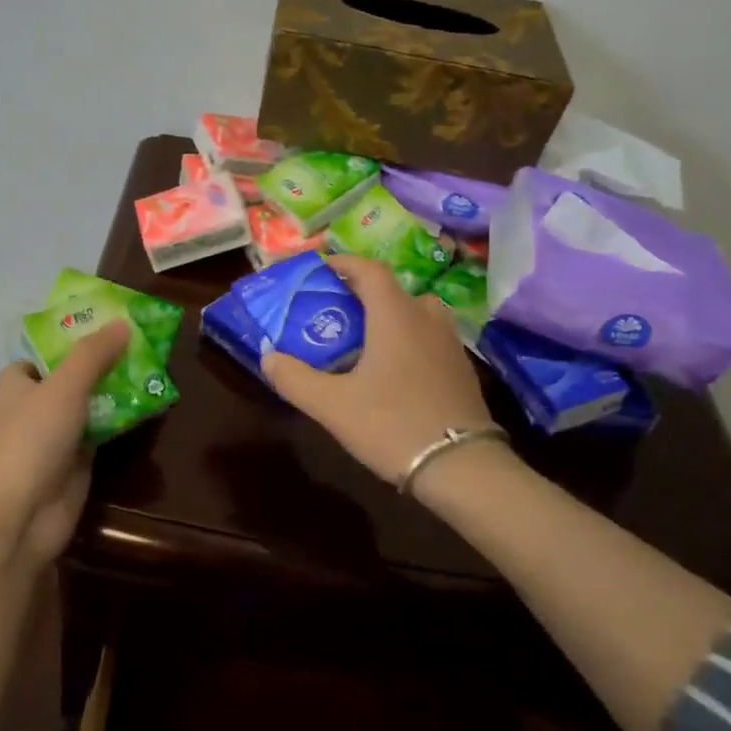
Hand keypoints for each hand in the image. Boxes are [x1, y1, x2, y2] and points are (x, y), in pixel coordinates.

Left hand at [0, 320, 130, 564]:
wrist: (19, 515)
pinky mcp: (76, 461)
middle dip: (105, 362)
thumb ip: (93, 355)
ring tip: (154, 367)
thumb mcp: (64, 386)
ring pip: (91, 404)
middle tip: (144, 343)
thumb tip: (123, 323)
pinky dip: (122, 420)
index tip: (110, 323)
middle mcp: (36, 405)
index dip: (74, 337)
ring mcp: (56, 435)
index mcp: (20, 382)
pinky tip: (150, 404)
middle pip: (74, 376)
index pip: (46, 352)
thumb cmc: (31, 439)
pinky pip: (103, 431)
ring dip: (117, 391)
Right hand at [261, 255, 497, 485]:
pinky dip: (407, 340)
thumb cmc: (392, 425)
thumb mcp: (332, 406)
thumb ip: (295, 378)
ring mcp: (449, 343)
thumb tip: (268, 358)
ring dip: (388, 317)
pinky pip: (429, 338)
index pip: (369, 269)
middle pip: (393, 290)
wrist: (462, 467)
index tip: (320, 270)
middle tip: (335, 312)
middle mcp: (426, 318)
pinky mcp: (461, 369)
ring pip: (415, 314)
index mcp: (395, 315)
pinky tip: (392, 371)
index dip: (343, 263)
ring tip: (363, 340)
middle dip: (362, 294)